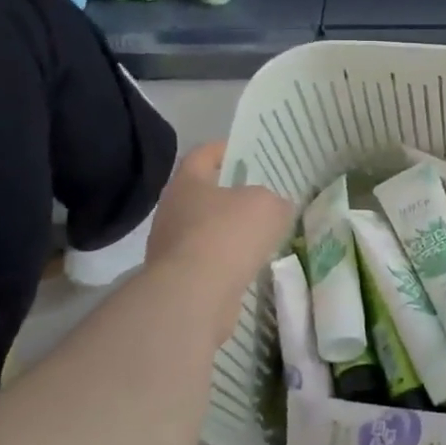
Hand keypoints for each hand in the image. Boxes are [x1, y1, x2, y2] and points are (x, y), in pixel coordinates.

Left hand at [144, 142, 294, 320]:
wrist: (194, 296)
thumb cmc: (228, 234)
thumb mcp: (268, 205)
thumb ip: (275, 201)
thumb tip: (275, 208)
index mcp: (187, 183)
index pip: (203, 154)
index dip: (226, 149)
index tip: (247, 151)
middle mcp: (172, 211)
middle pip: (203, 194)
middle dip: (230, 194)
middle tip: (261, 195)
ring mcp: (170, 247)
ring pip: (205, 230)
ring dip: (228, 231)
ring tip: (260, 234)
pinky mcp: (178, 279)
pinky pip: (207, 260)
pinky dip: (226, 260)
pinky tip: (249, 265)